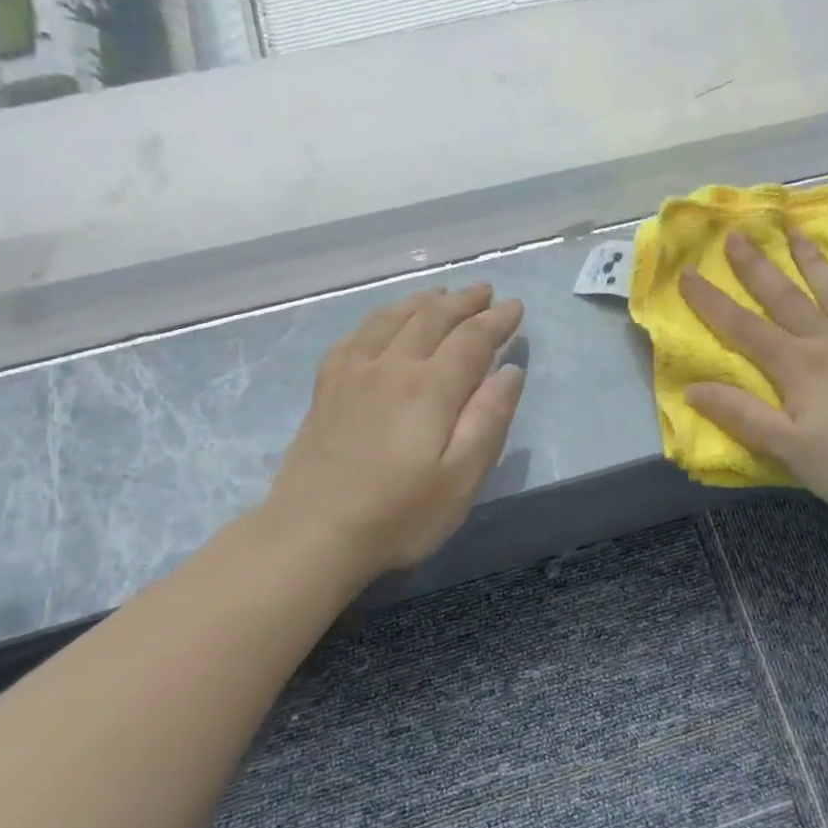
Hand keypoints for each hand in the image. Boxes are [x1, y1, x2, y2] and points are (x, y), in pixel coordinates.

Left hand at [260, 285, 525, 579]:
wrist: (311, 535)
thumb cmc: (398, 516)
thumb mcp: (461, 479)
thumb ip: (488, 420)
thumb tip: (510, 371)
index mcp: (430, 388)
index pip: (471, 339)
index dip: (496, 320)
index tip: (516, 307)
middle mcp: (391, 367)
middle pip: (431, 318)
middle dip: (463, 301)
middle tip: (485, 292)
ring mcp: (352, 375)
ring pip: (391, 319)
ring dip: (422, 302)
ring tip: (441, 294)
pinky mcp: (326, 390)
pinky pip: (354, 337)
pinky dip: (377, 319)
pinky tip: (382, 323)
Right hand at [681, 231, 827, 526]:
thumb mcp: (785, 448)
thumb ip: (740, 415)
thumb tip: (692, 388)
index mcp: (798, 366)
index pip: (743, 328)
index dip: (711, 302)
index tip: (687, 273)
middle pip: (787, 298)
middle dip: (757, 267)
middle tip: (737, 234)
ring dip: (814, 260)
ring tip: (798, 231)